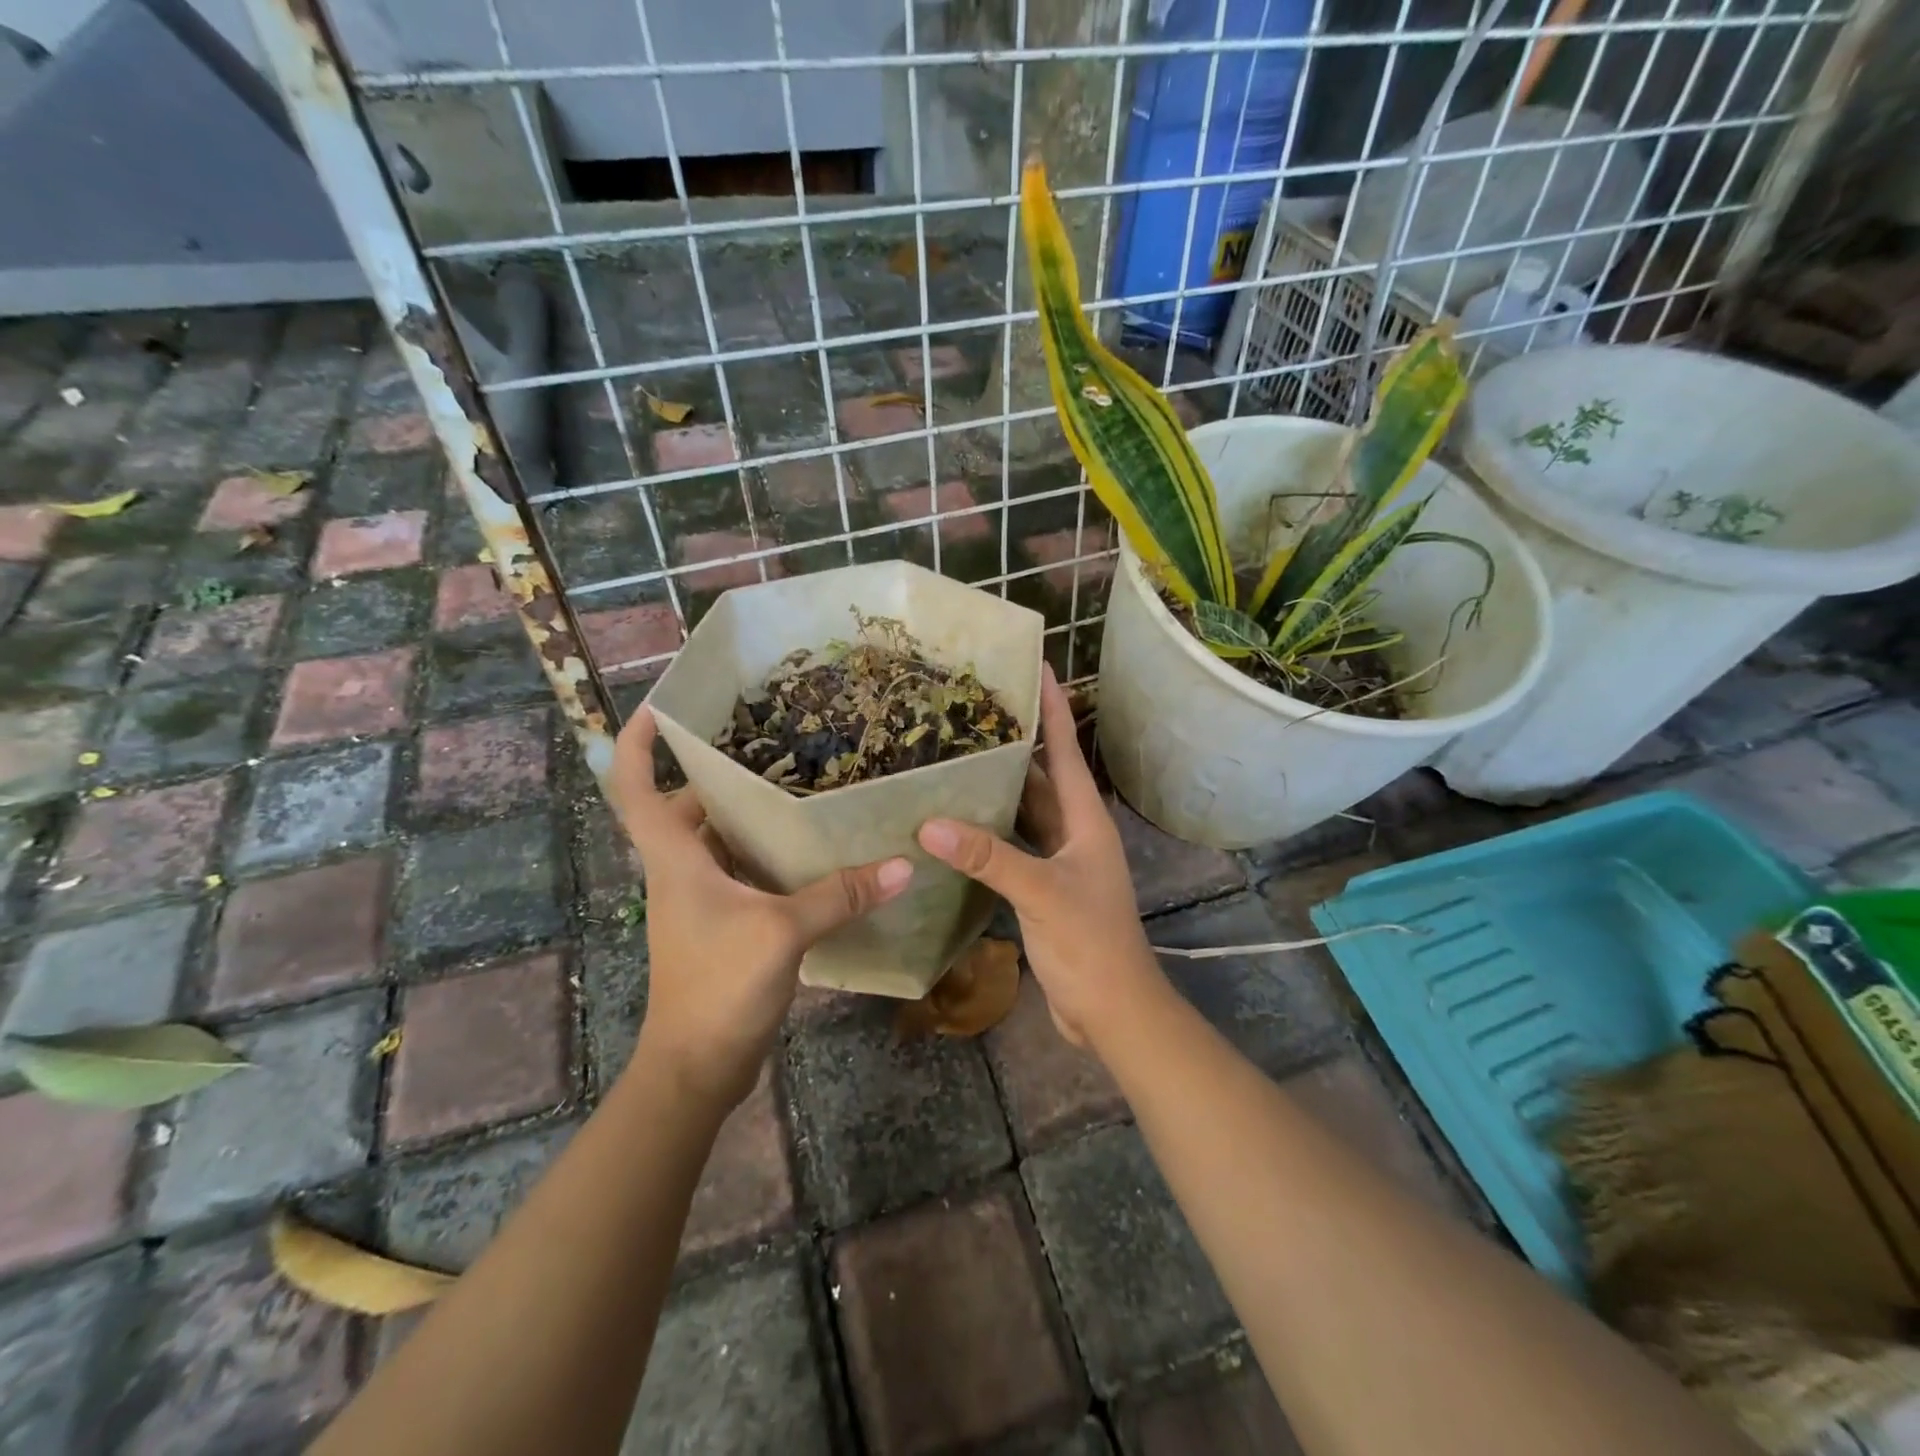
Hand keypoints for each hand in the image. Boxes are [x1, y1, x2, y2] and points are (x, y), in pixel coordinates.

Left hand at [608, 706, 913, 1109]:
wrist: (696, 1068)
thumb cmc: (719, 987)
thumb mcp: (782, 932)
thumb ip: (839, 895)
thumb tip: (902, 865)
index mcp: (675, 860)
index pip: (636, 789)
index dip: (639, 744)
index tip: (661, 707)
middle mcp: (681, 872)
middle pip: (686, 807)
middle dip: (717, 772)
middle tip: (769, 740)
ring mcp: (700, 901)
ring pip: (717, 841)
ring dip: (747, 814)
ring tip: (798, 782)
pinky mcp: (722, 924)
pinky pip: (741, 872)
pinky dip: (767, 854)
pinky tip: (809, 849)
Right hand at [916, 666, 1164, 1046]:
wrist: (1114, 1010)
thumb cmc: (1091, 945)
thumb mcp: (1042, 894)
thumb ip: (990, 858)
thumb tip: (930, 824)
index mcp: (1086, 820)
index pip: (1068, 750)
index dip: (1054, 707)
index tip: (1039, 666)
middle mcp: (1075, 832)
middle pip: (1043, 776)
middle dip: (1016, 743)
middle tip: (975, 711)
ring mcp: (1060, 861)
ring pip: (1026, 812)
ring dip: (999, 788)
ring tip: (958, 758)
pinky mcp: (1044, 889)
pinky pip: (1014, 846)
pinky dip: (990, 833)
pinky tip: (958, 826)